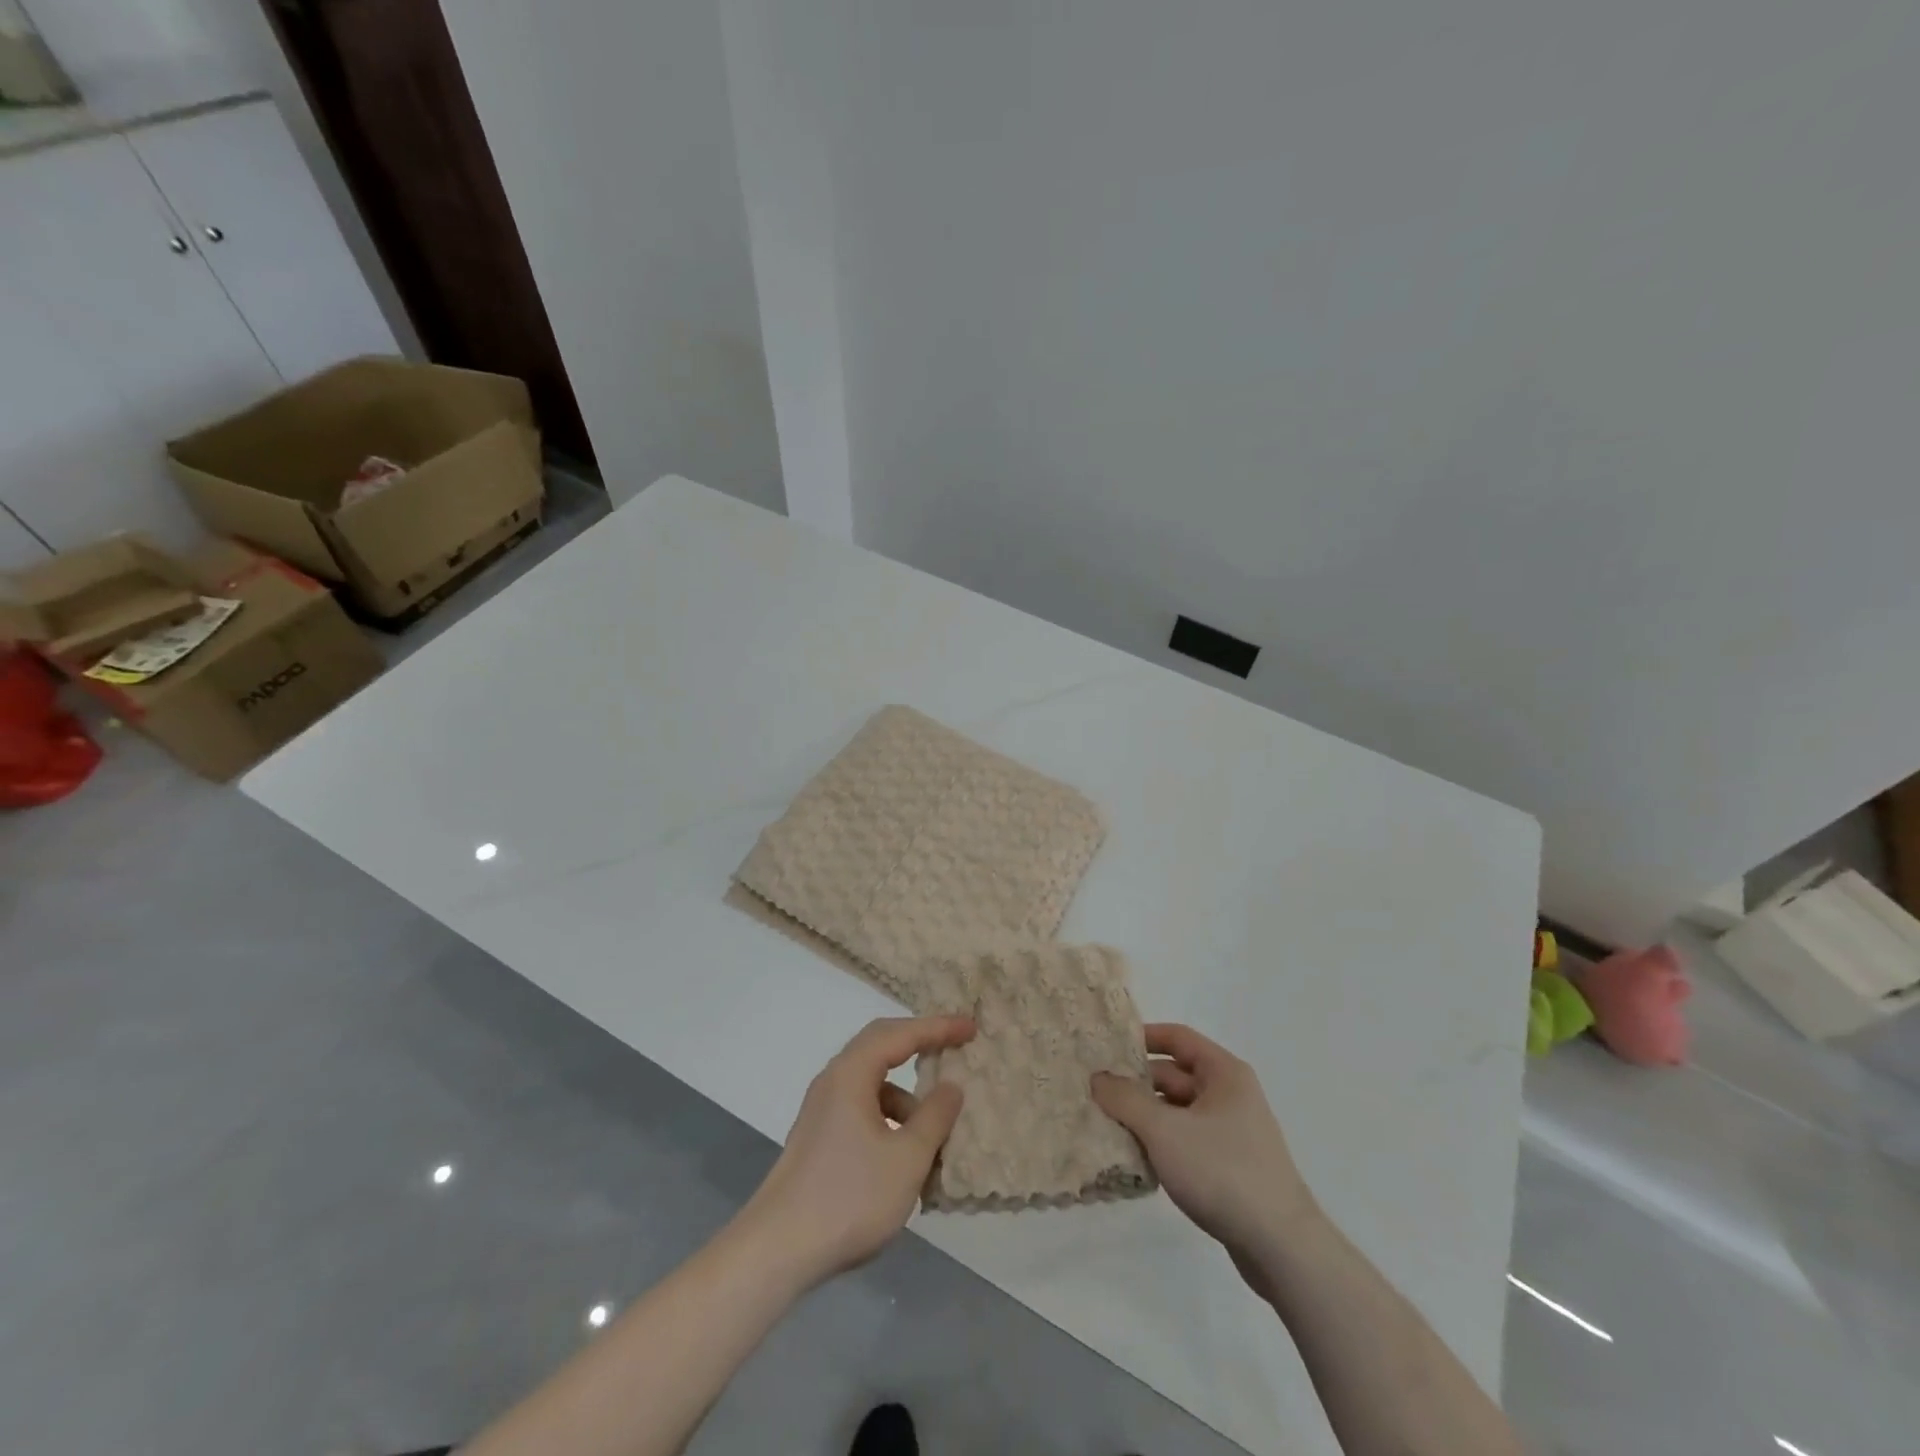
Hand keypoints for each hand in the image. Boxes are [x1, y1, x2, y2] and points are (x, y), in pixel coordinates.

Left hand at [740, 1015, 974, 1288]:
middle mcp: (834, 1080)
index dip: (938, 1027)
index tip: (970, 1027)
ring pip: (873, 1083)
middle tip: (954, 1047)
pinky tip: (905, 1155)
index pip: (900, 1034)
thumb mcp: (907, 1159)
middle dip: (920, 1044)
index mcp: (852, 1074)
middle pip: (881, 1045)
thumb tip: (951, 1085)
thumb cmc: (849, 1197)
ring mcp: (823, 1109)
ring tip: (936, 1127)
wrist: (777, 1250)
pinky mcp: (819, 1136)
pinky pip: (863, 1108)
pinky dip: (890, 1118)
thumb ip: (934, 1117)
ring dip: (906, 1094)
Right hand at [1092, 1023, 1316, 1257]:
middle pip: (1174, 1075)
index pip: (1177, 1037)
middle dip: (1136, 1083)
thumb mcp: (1164, 1130)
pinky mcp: (1229, 1166)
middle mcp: (1230, 1095)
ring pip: (1177, 1111)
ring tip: (1105, 1124)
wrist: (1281, 1247)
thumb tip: (1097, 1078)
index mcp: (1223, 1073)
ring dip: (1145, 1116)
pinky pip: (1186, 1140)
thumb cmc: (1222, 1172)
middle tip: (1094, 1091)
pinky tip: (1134, 1158)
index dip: (1142, 1037)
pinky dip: (1161, 1143)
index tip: (1106, 1046)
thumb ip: (1126, 1100)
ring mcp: (1231, 1132)